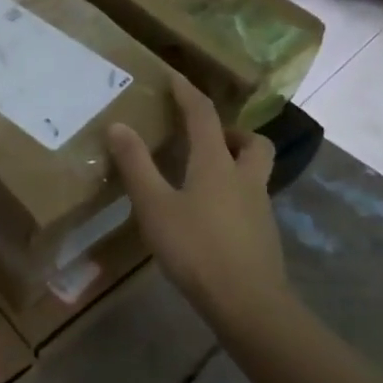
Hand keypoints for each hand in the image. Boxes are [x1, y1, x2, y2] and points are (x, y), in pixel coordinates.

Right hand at [107, 72, 281, 321]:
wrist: (249, 305)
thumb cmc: (196, 248)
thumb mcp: (154, 205)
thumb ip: (136, 165)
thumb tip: (118, 125)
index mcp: (216, 163)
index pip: (204, 115)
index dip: (188, 93)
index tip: (174, 77)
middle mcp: (244, 178)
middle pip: (253, 142)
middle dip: (232, 131)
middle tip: (207, 137)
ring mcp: (259, 208)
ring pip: (255, 172)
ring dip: (236, 162)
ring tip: (203, 176)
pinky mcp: (264, 236)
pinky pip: (251, 201)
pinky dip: (233, 195)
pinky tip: (210, 216)